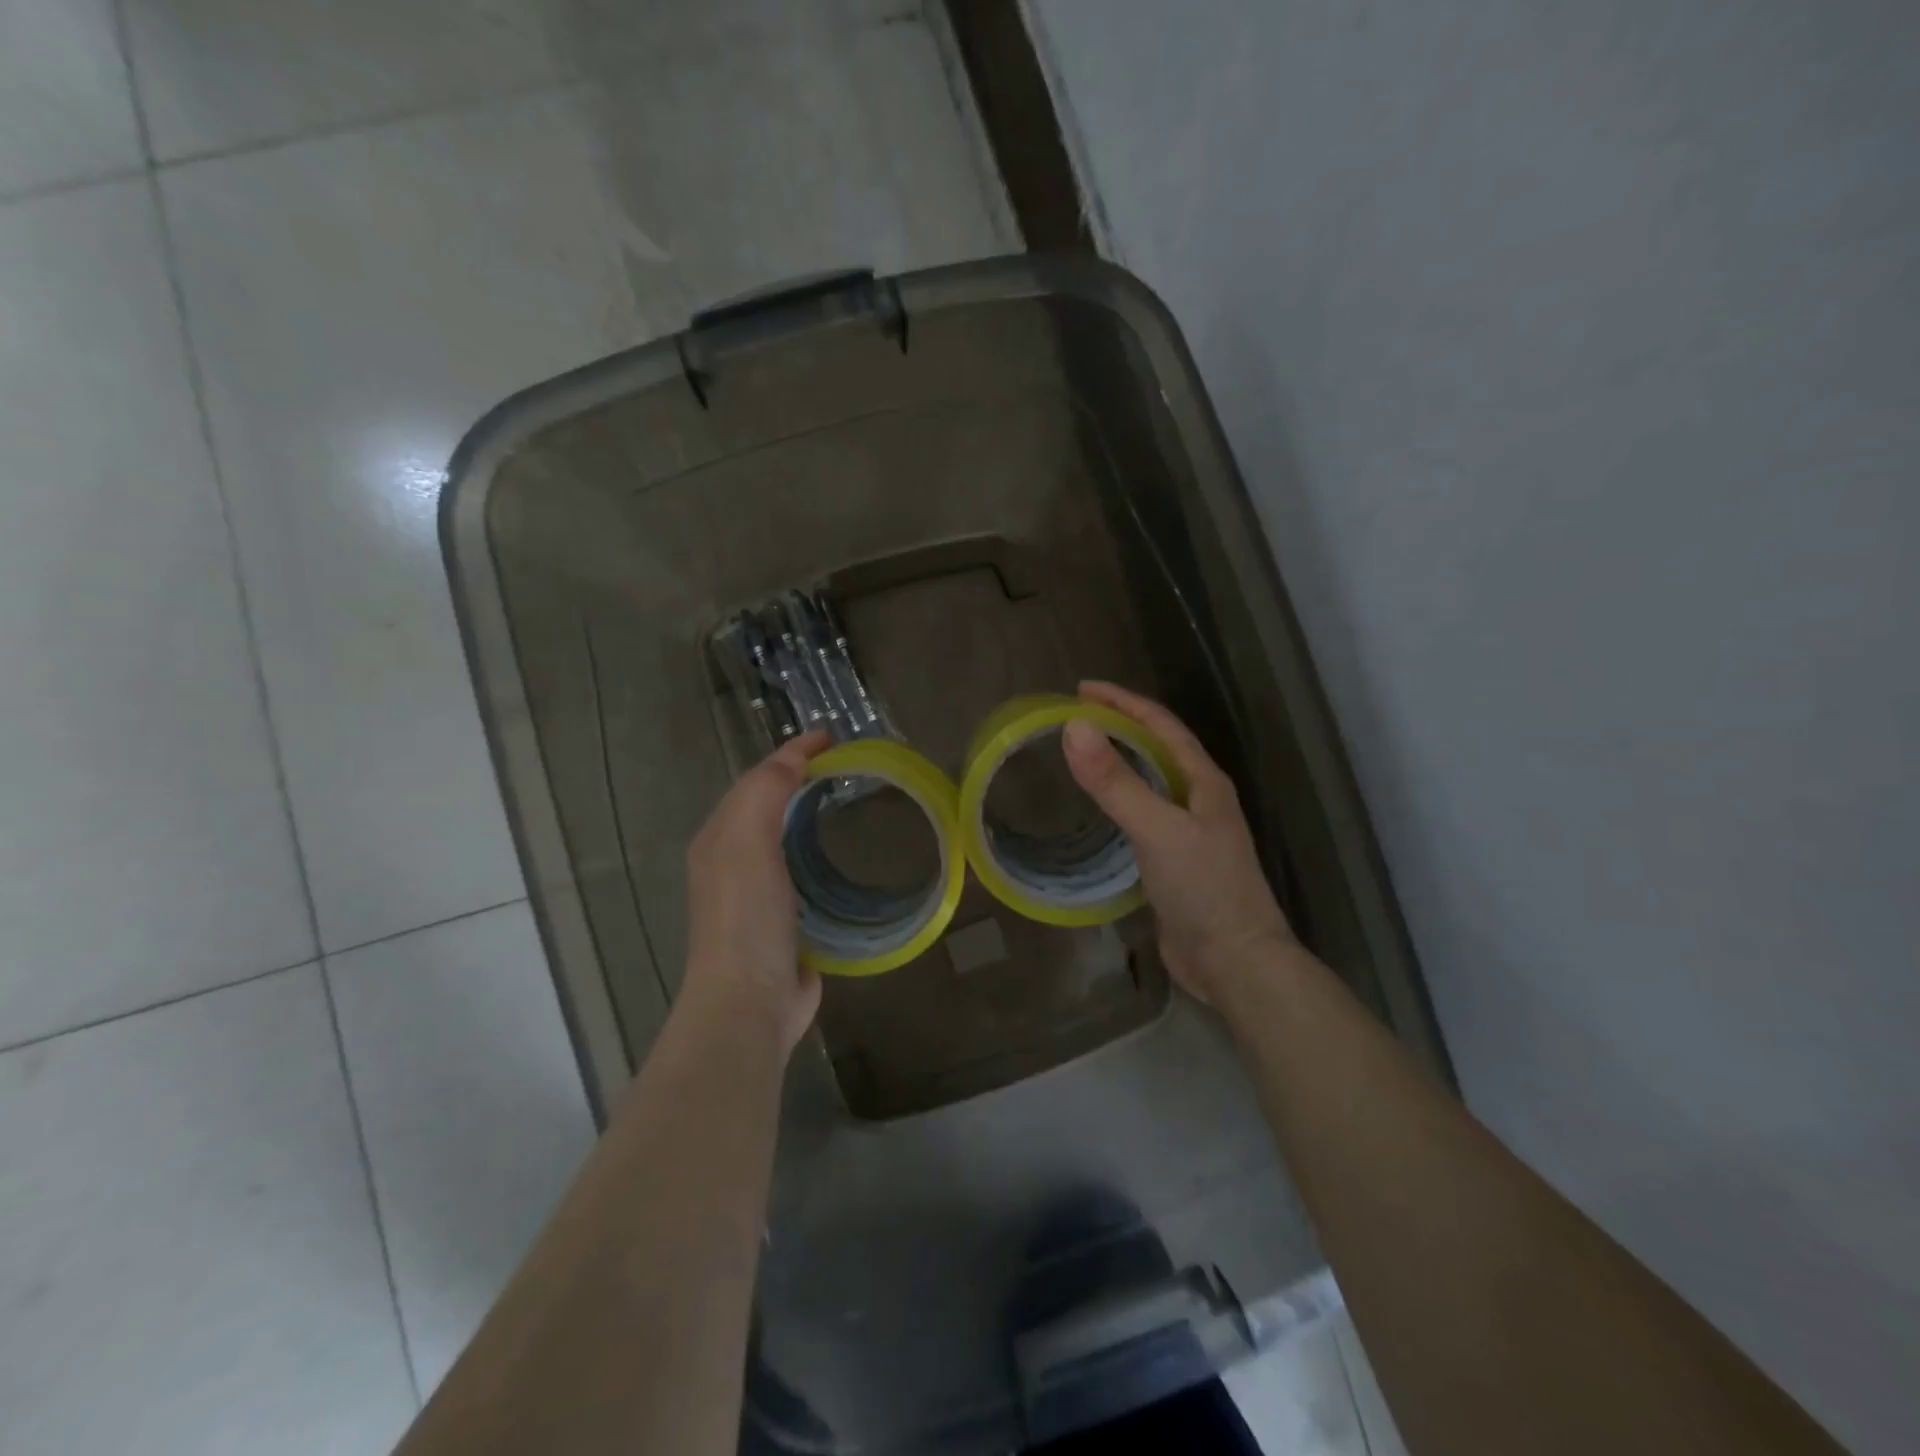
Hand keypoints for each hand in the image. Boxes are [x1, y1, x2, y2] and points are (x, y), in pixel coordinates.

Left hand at [683, 730, 830, 1054]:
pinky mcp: (788, 923)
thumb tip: (794, 759)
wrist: (749, 1001)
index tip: (834, 737)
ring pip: (788, 840)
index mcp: (721, 839)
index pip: (758, 779)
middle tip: (849, 767)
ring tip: (853, 803)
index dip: (792, 753)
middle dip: (802, 780)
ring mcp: (760, 896)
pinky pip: (808, 874)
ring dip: (813, 816)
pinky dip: (825, 855)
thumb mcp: (747, 841)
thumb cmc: (746, 916)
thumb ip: (765, 792)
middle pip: (770, 807)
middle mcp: (735, 862)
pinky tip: (849, 858)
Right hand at [1062, 682, 1295, 1003]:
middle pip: (1156, 747)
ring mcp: (1188, 829)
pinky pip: (1142, 813)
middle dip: (1119, 725)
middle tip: (1073, 717)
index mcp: (1203, 781)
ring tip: (1081, 752)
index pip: (1160, 724)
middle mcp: (1198, 798)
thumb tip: (1074, 728)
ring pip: (1150, 780)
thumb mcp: (1156, 829)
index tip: (1081, 689)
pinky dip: (1119, 798)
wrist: (1235, 960)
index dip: (1122, 701)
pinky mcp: (1174, 859)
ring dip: (1119, 760)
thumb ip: (1115, 782)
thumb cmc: (1203, 888)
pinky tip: (1098, 807)